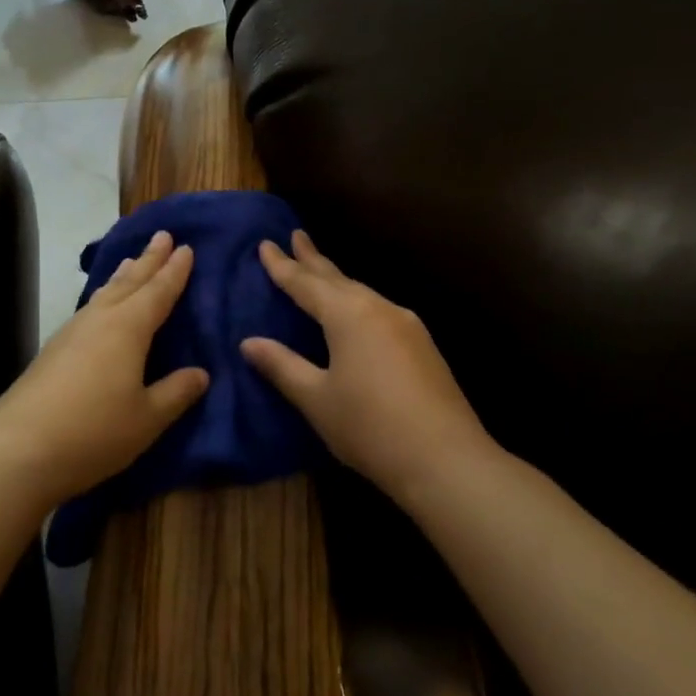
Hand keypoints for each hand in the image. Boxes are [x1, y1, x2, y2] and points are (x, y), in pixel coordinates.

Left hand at [0, 229, 208, 505]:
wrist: (17, 450)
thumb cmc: (93, 432)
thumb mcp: (147, 418)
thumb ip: (176, 392)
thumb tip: (201, 373)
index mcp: (128, 328)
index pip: (158, 292)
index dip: (174, 271)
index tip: (186, 247)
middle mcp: (99, 320)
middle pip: (129, 282)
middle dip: (148, 259)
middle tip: (162, 235)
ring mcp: (71, 333)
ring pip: (104, 293)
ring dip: (122, 276)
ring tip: (132, 261)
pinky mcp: (52, 351)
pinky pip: (88, 309)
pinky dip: (103, 297)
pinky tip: (99, 307)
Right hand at [241, 231, 489, 493]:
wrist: (446, 460)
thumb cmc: (369, 427)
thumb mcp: (316, 398)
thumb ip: (282, 365)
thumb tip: (250, 342)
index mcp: (348, 315)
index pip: (305, 283)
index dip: (282, 266)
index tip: (265, 244)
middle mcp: (378, 308)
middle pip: (338, 278)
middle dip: (313, 258)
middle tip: (296, 236)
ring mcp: (406, 325)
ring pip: (362, 292)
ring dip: (337, 279)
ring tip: (320, 271)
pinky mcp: (422, 345)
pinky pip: (379, 309)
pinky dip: (357, 301)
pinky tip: (357, 312)